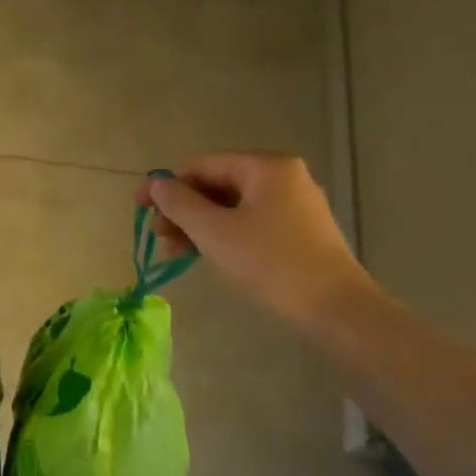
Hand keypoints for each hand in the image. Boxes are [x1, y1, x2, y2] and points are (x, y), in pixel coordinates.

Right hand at [139, 154, 374, 328]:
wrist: (335, 310)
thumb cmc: (270, 263)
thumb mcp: (214, 232)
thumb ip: (180, 203)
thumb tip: (157, 184)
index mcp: (266, 167)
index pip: (203, 165)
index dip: (167, 185)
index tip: (139, 207)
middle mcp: (284, 178)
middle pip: (218, 185)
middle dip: (184, 209)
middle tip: (158, 236)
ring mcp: (296, 206)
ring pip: (233, 207)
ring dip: (200, 226)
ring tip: (176, 253)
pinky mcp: (300, 234)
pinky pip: (251, 224)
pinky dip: (224, 236)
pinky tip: (207, 256)